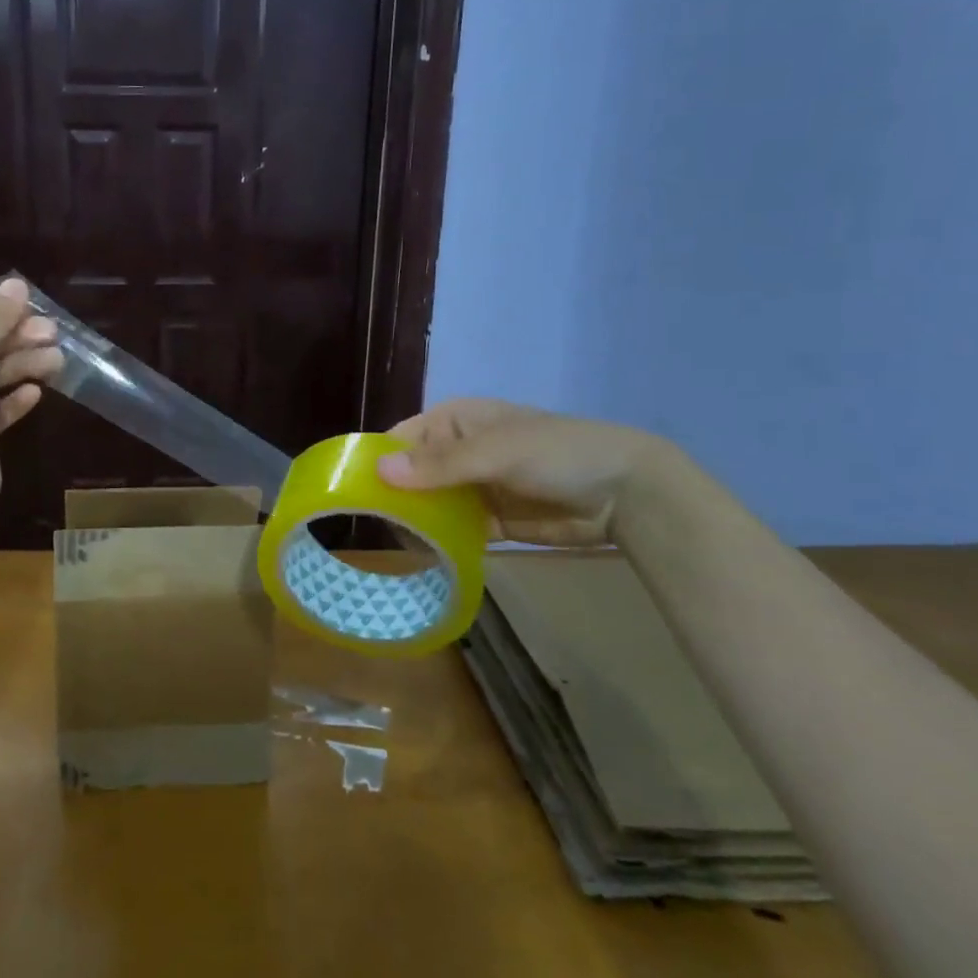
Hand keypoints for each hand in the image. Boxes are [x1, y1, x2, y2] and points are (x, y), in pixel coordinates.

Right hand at [376, 398, 671, 546]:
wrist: (625, 492)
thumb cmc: (555, 453)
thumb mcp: (494, 452)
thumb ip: (439, 464)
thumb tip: (379, 470)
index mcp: (454, 421)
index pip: (400, 438)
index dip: (377, 461)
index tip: (352, 492)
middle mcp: (457, 451)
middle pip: (410, 474)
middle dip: (392, 497)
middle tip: (373, 526)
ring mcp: (473, 487)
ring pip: (428, 504)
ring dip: (414, 522)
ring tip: (394, 544)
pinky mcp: (490, 520)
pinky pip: (453, 530)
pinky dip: (439, 541)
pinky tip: (424, 556)